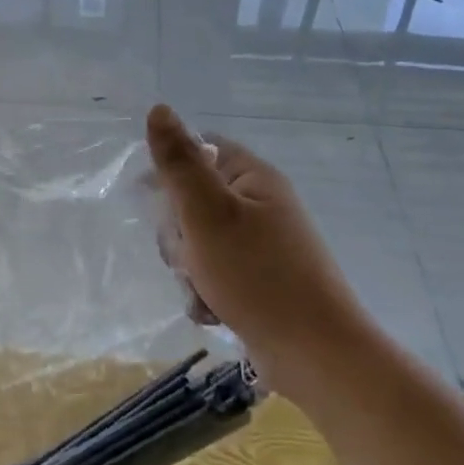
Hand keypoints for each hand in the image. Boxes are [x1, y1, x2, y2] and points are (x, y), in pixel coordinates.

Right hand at [146, 105, 357, 374]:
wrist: (315, 355)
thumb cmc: (257, 275)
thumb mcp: (207, 213)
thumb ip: (179, 163)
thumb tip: (159, 109)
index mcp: (253, 178)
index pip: (199, 151)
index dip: (169, 171)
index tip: (148, 199)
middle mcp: (260, 206)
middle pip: (193, 201)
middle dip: (178, 232)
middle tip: (187, 254)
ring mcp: (262, 246)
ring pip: (199, 243)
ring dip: (189, 268)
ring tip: (202, 289)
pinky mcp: (260, 282)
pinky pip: (216, 275)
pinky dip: (207, 293)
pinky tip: (212, 312)